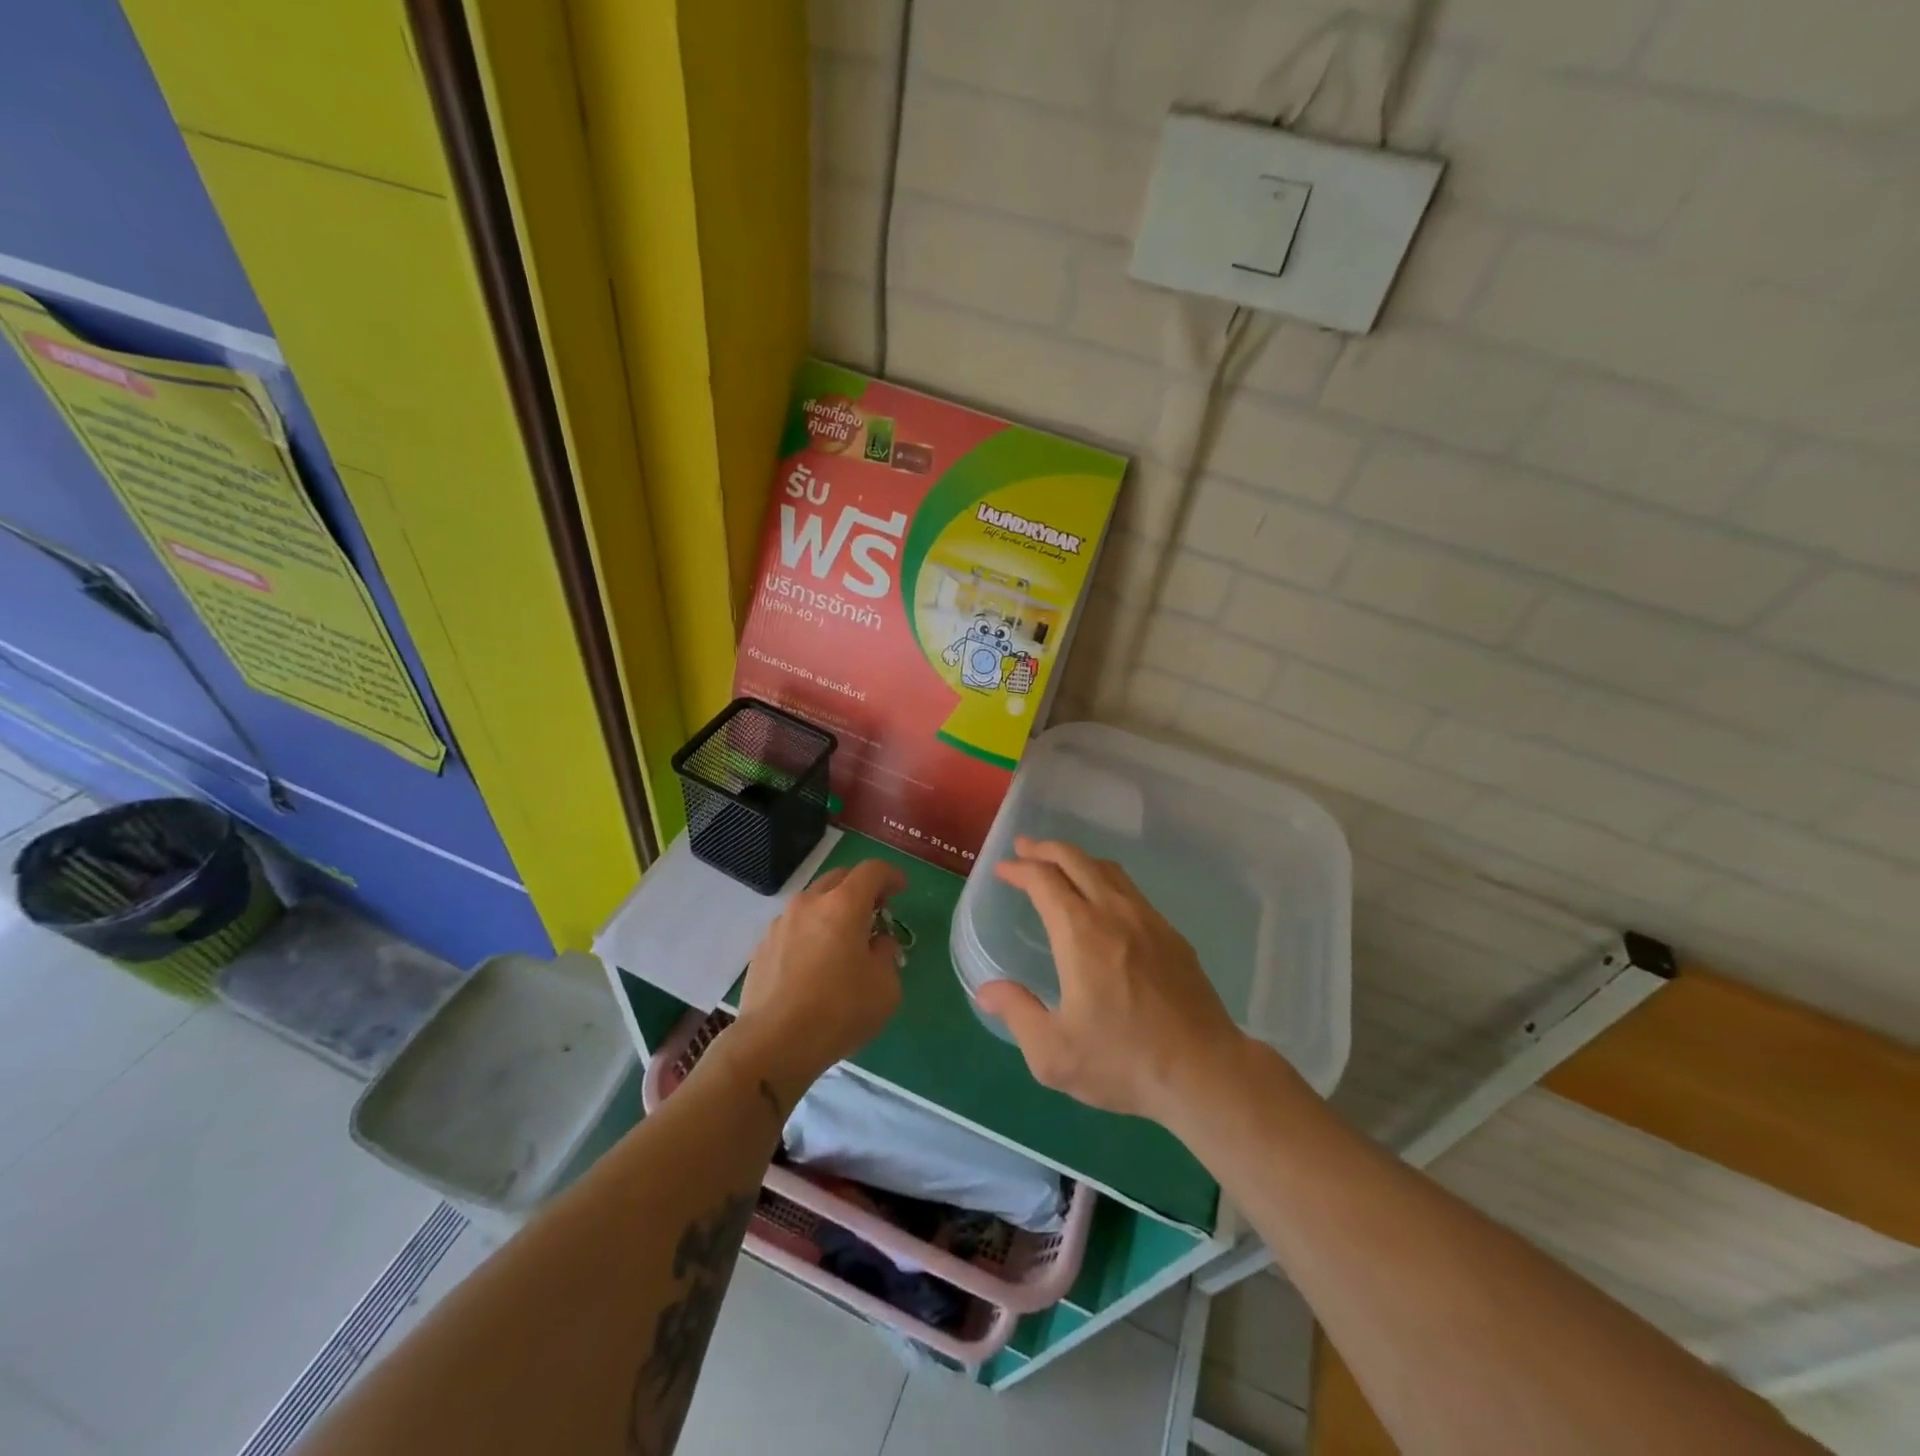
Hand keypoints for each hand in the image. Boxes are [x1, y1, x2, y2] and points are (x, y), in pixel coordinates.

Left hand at [729, 860, 906, 1103]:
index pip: (872, 870)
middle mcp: (810, 903)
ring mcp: (781, 923)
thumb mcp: (885, 987)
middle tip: (875, 911)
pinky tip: (815, 963)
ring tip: (843, 939)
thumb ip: (886, 955)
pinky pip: (794, 927)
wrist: (773, 1044)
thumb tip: (877, 943)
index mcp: (844, 905)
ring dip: (833, 909)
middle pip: (839, 878)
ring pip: (813, 901)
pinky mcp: (762, 947)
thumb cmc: (839, 1011)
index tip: (901, 889)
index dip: (891, 875)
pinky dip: (811, 932)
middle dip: (861, 888)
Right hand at [977, 837, 1243, 1122]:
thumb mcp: (1053, 1053)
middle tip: (1024, 848)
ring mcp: (1149, 920)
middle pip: (1076, 860)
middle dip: (1045, 849)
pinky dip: (1104, 878)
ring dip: (1077, 859)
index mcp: (1080, 933)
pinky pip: (1131, 890)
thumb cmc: (1123, 1061)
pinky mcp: (1172, 935)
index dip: (1020, 869)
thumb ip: (1017, 1012)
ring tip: (1059, 865)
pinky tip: (1102, 899)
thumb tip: (986, 990)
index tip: (1003, 869)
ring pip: (1108, 870)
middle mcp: (1114, 913)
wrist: (1205, 1072)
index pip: (1044, 880)